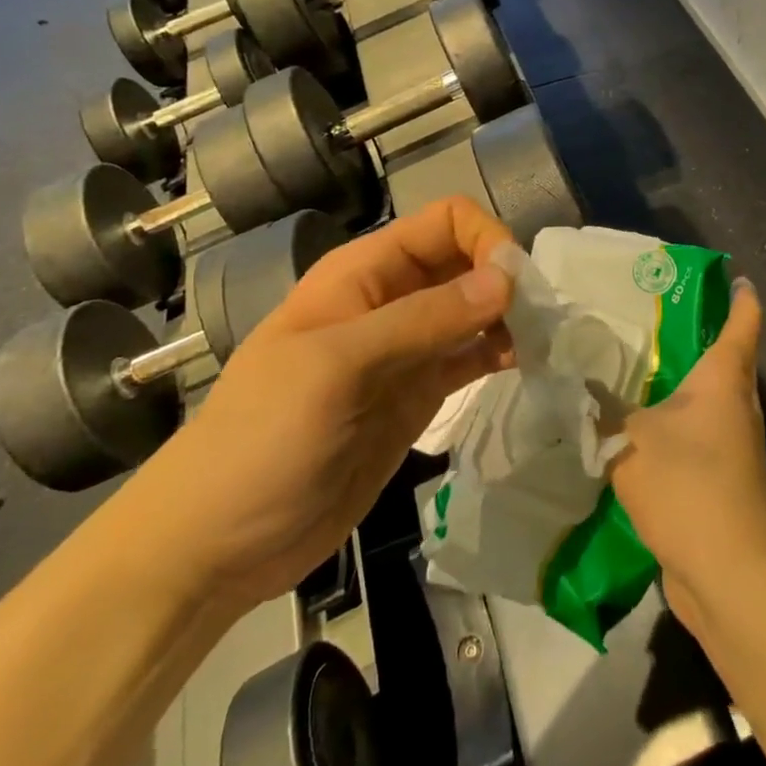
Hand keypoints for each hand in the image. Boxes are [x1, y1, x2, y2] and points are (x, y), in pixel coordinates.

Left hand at [121, 197, 516, 611]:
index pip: (444, 223)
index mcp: (364, 273)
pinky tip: (528, 365)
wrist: (218, 542)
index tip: (516, 288)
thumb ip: (424, 320)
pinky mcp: (419, 396)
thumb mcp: (338, 367)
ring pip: (475, 311)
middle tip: (544, 320)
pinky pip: (470, 358)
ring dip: (512, 318)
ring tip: (546, 344)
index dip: (485, 241)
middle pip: (465, 263)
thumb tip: (508, 279)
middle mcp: (390, 301)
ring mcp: (407, 351)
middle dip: (506, 279)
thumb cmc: (263, 438)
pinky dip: (502, 354)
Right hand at [608, 279, 765, 632]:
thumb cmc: (688, 483)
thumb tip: (576, 384)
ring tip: (635, 367)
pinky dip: (672, 425)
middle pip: (726, 359)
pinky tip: (636, 427)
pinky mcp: (719, 480)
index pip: (743, 322)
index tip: (733, 276)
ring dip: (680, 384)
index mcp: (724, 379)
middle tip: (652, 317)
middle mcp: (736, 406)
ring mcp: (732, 446)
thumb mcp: (631, 437)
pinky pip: (695, 436)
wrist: (727, 572)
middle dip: (698, 336)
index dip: (741, 296)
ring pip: (707, 400)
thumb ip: (601, 408)